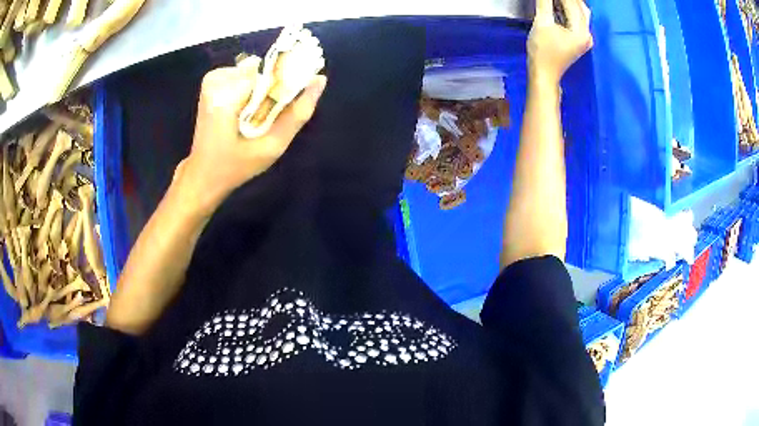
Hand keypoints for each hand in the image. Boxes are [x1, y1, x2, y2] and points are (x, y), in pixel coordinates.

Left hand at [171, 60, 326, 218]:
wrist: (203, 174)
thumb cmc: (236, 166)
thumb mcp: (272, 146)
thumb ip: (297, 114)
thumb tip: (320, 79)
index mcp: (226, 97)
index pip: (269, 74)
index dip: (283, 88)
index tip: (282, 109)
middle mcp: (216, 80)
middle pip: (262, 71)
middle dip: (270, 91)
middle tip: (265, 119)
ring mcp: (211, 79)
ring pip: (253, 72)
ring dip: (259, 91)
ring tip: (253, 117)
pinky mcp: (210, 81)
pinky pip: (242, 75)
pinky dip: (248, 90)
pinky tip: (242, 111)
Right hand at [528, 0, 592, 87]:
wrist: (544, 74)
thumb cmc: (542, 51)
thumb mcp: (541, 23)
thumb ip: (545, 4)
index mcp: (581, 32)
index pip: (572, 4)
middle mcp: (587, 34)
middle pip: (581, 7)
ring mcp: (585, 38)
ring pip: (581, 13)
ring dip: (570, 3)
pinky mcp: (580, 40)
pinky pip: (578, 20)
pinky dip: (570, 10)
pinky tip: (559, 5)